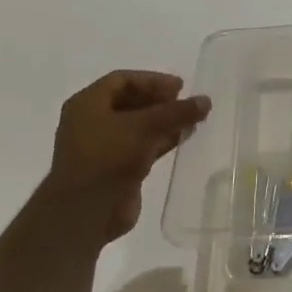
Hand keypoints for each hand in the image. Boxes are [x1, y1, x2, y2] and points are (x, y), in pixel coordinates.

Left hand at [39, 71, 210, 244]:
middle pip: (129, 102)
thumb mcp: (146, 127)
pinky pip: (140, 147)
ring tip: (190, 120)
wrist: (86, 211)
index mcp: (87, 104)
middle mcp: (90, 122)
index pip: (122, 80)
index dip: (152, 80)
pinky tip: (182, 139)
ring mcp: (101, 147)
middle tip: (185, 102)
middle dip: (159, 101)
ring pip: (136, 126)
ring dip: (162, 121)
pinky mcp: (113, 169)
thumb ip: (177, 112)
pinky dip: (160, 141)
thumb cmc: (108, 157)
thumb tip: (206, 100)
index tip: (180, 86)